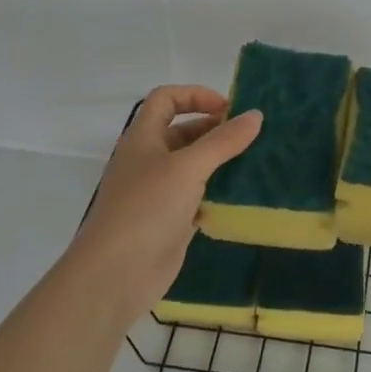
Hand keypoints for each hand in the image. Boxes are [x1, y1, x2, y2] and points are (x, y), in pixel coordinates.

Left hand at [63, 86, 262, 323]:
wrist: (114, 276)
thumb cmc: (147, 209)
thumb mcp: (188, 168)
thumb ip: (223, 141)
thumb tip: (255, 115)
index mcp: (143, 138)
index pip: (166, 99)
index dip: (195, 95)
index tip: (228, 108)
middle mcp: (148, 161)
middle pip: (183, 133)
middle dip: (215, 130)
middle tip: (251, 137)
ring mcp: (158, 193)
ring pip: (193, 168)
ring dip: (220, 163)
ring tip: (255, 163)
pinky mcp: (169, 222)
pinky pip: (198, 199)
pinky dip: (217, 195)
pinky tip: (242, 198)